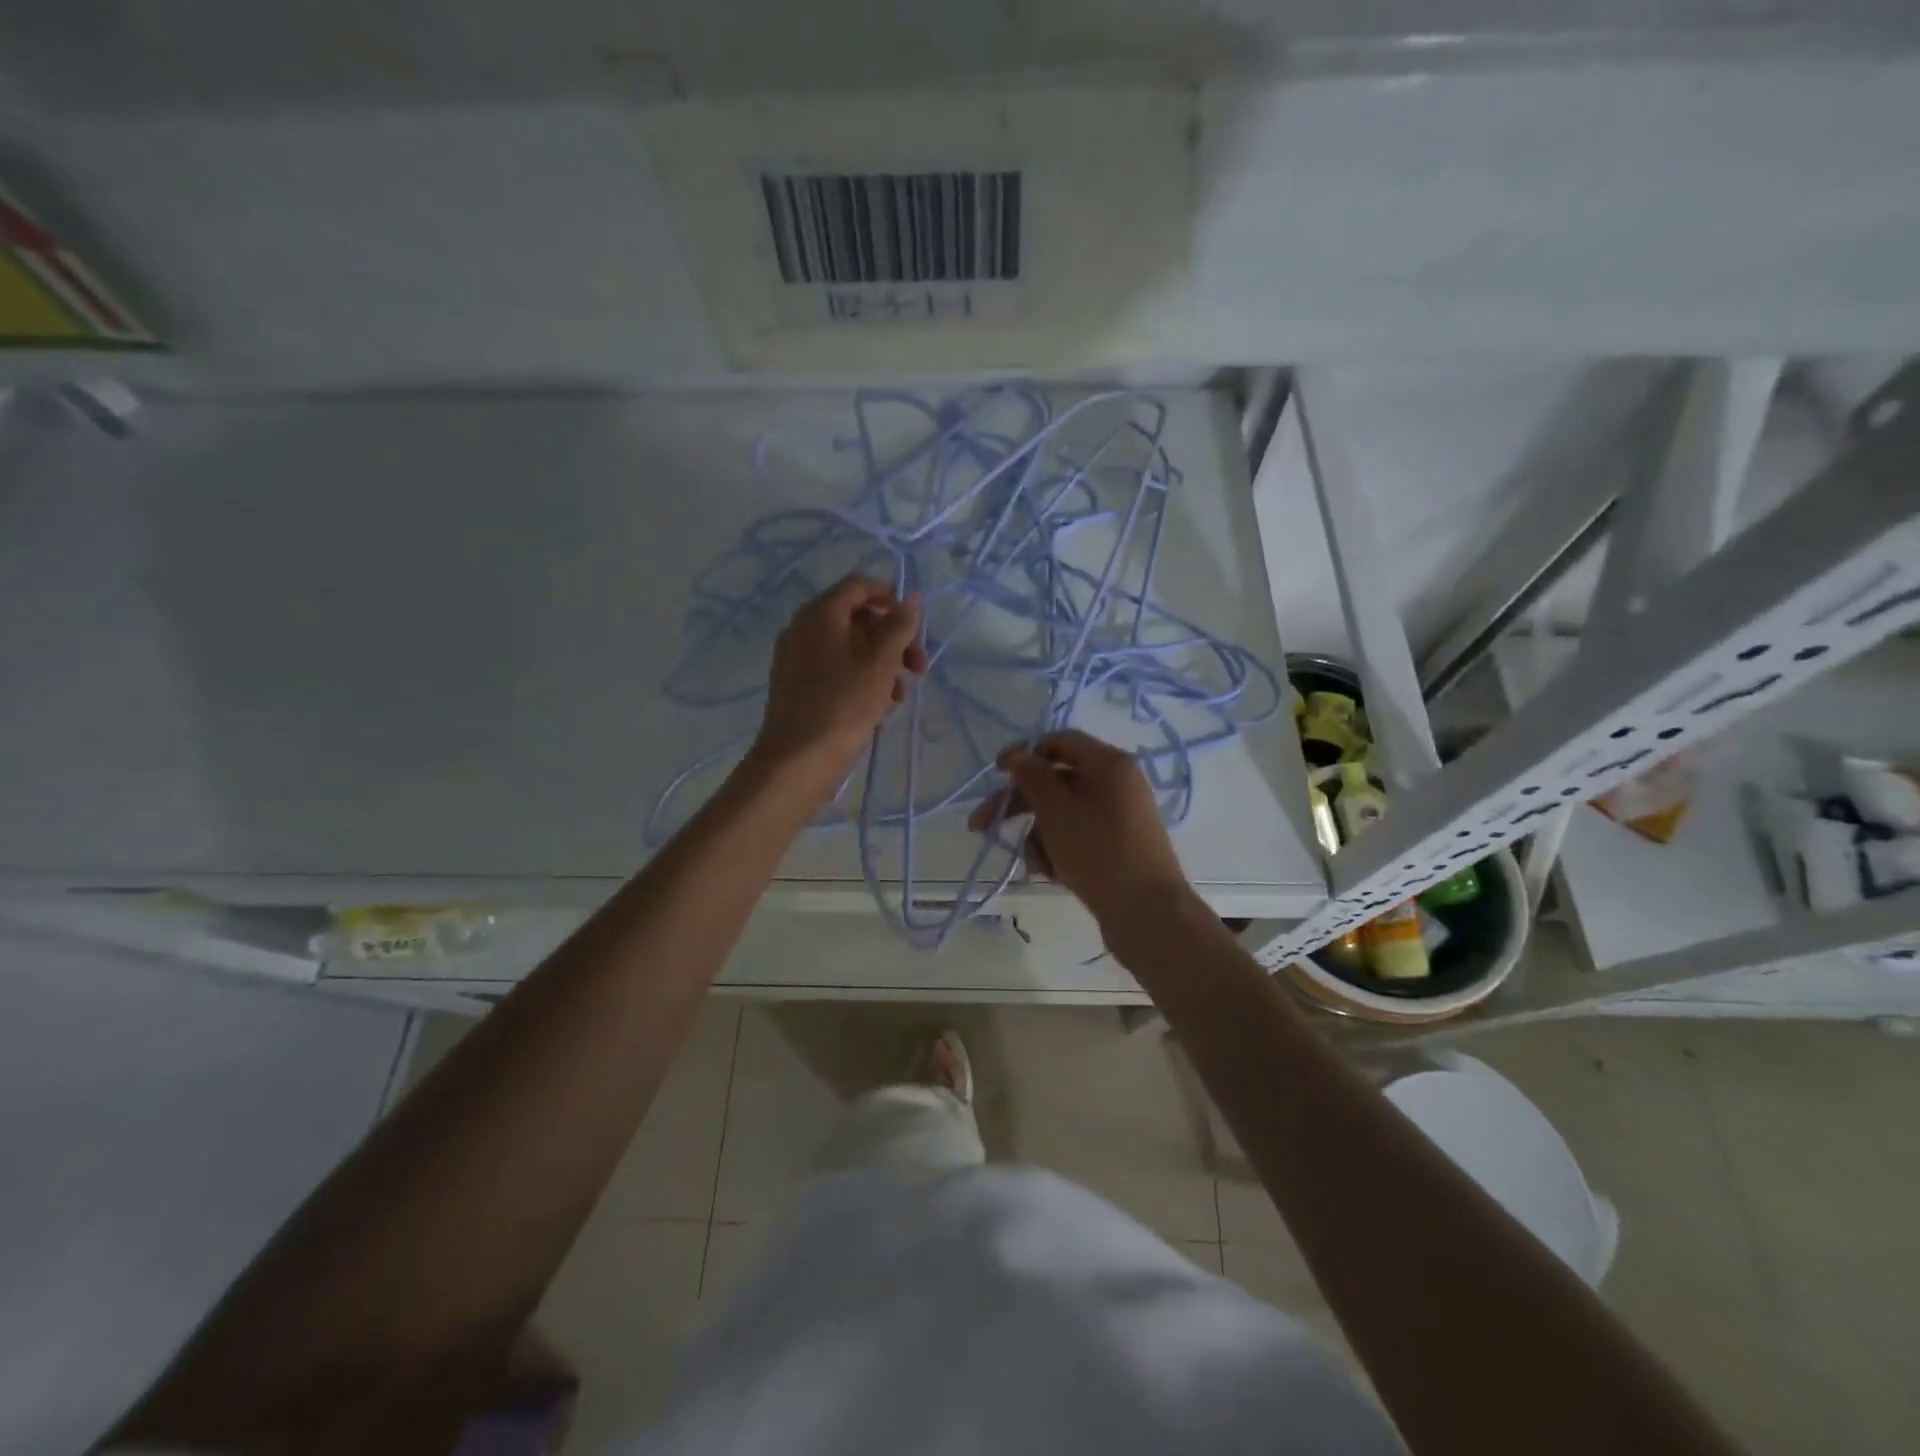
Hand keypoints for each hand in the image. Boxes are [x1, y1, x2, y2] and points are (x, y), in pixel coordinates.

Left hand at [752, 575, 926, 783]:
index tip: (915, 625)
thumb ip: (900, 626)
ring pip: (847, 647)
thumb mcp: (881, 662)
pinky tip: (877, 706)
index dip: (891, 598)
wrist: (798, 758)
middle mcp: (803, 628)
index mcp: (821, 613)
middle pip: (855, 618)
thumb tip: (912, 598)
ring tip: (899, 694)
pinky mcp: (795, 685)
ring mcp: (796, 657)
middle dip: (892, 639)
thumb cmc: (844, 704)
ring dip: (880, 663)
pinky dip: (859, 678)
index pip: (859, 586)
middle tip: (917, 667)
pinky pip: (833, 669)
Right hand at [967, 730, 1196, 933]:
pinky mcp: (1115, 847)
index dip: (1025, 753)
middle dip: (1019, 804)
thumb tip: (1014, 753)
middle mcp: (1115, 785)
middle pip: (1055, 781)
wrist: (1147, 914)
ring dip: (1038, 835)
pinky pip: (1076, 837)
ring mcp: (1117, 818)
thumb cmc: (1099, 852)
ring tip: (1035, 864)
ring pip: (1061, 814)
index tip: (996, 773)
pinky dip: (1058, 851)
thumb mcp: (1057, 810)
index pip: (1060, 742)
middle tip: (980, 825)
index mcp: (1108, 764)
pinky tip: (1050, 875)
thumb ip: (1031, 777)